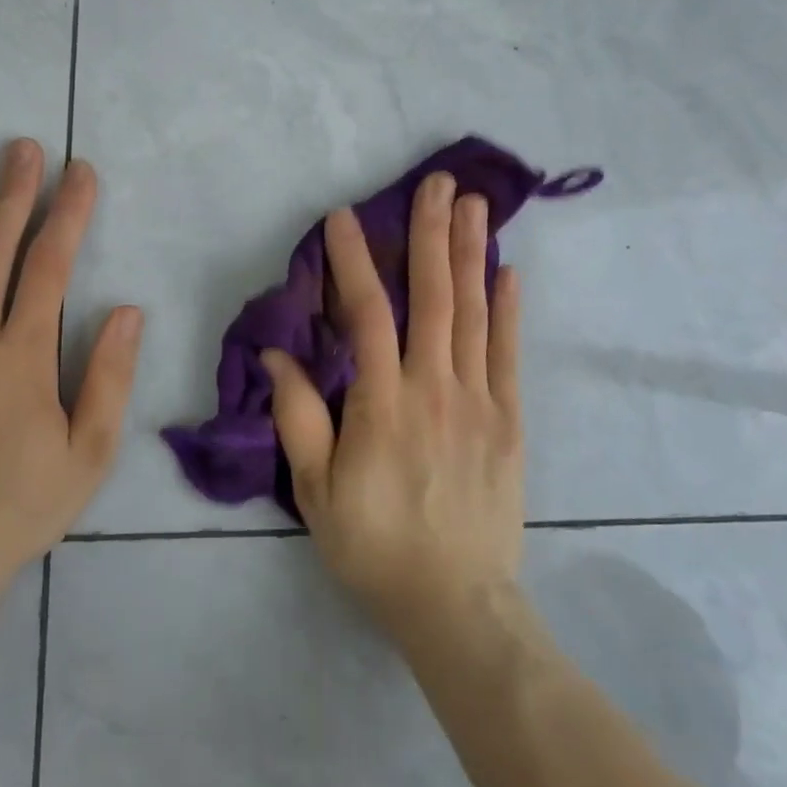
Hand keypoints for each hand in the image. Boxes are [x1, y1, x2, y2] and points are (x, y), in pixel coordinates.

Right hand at [263, 172, 523, 642]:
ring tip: (475, 204)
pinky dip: (509, 309)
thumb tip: (278, 354)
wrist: (456, 604)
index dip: (354, 260)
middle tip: (438, 182)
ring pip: (474, 312)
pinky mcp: (509, 420)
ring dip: (473, 253)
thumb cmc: (375, 546)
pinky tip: (508, 270)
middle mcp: (435, 387)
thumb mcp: (317, 491)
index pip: (367, 313)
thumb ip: (299, 417)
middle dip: (432, 233)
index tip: (345, 217)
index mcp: (384, 402)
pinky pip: (508, 353)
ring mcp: (479, 400)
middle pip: (433, 295)